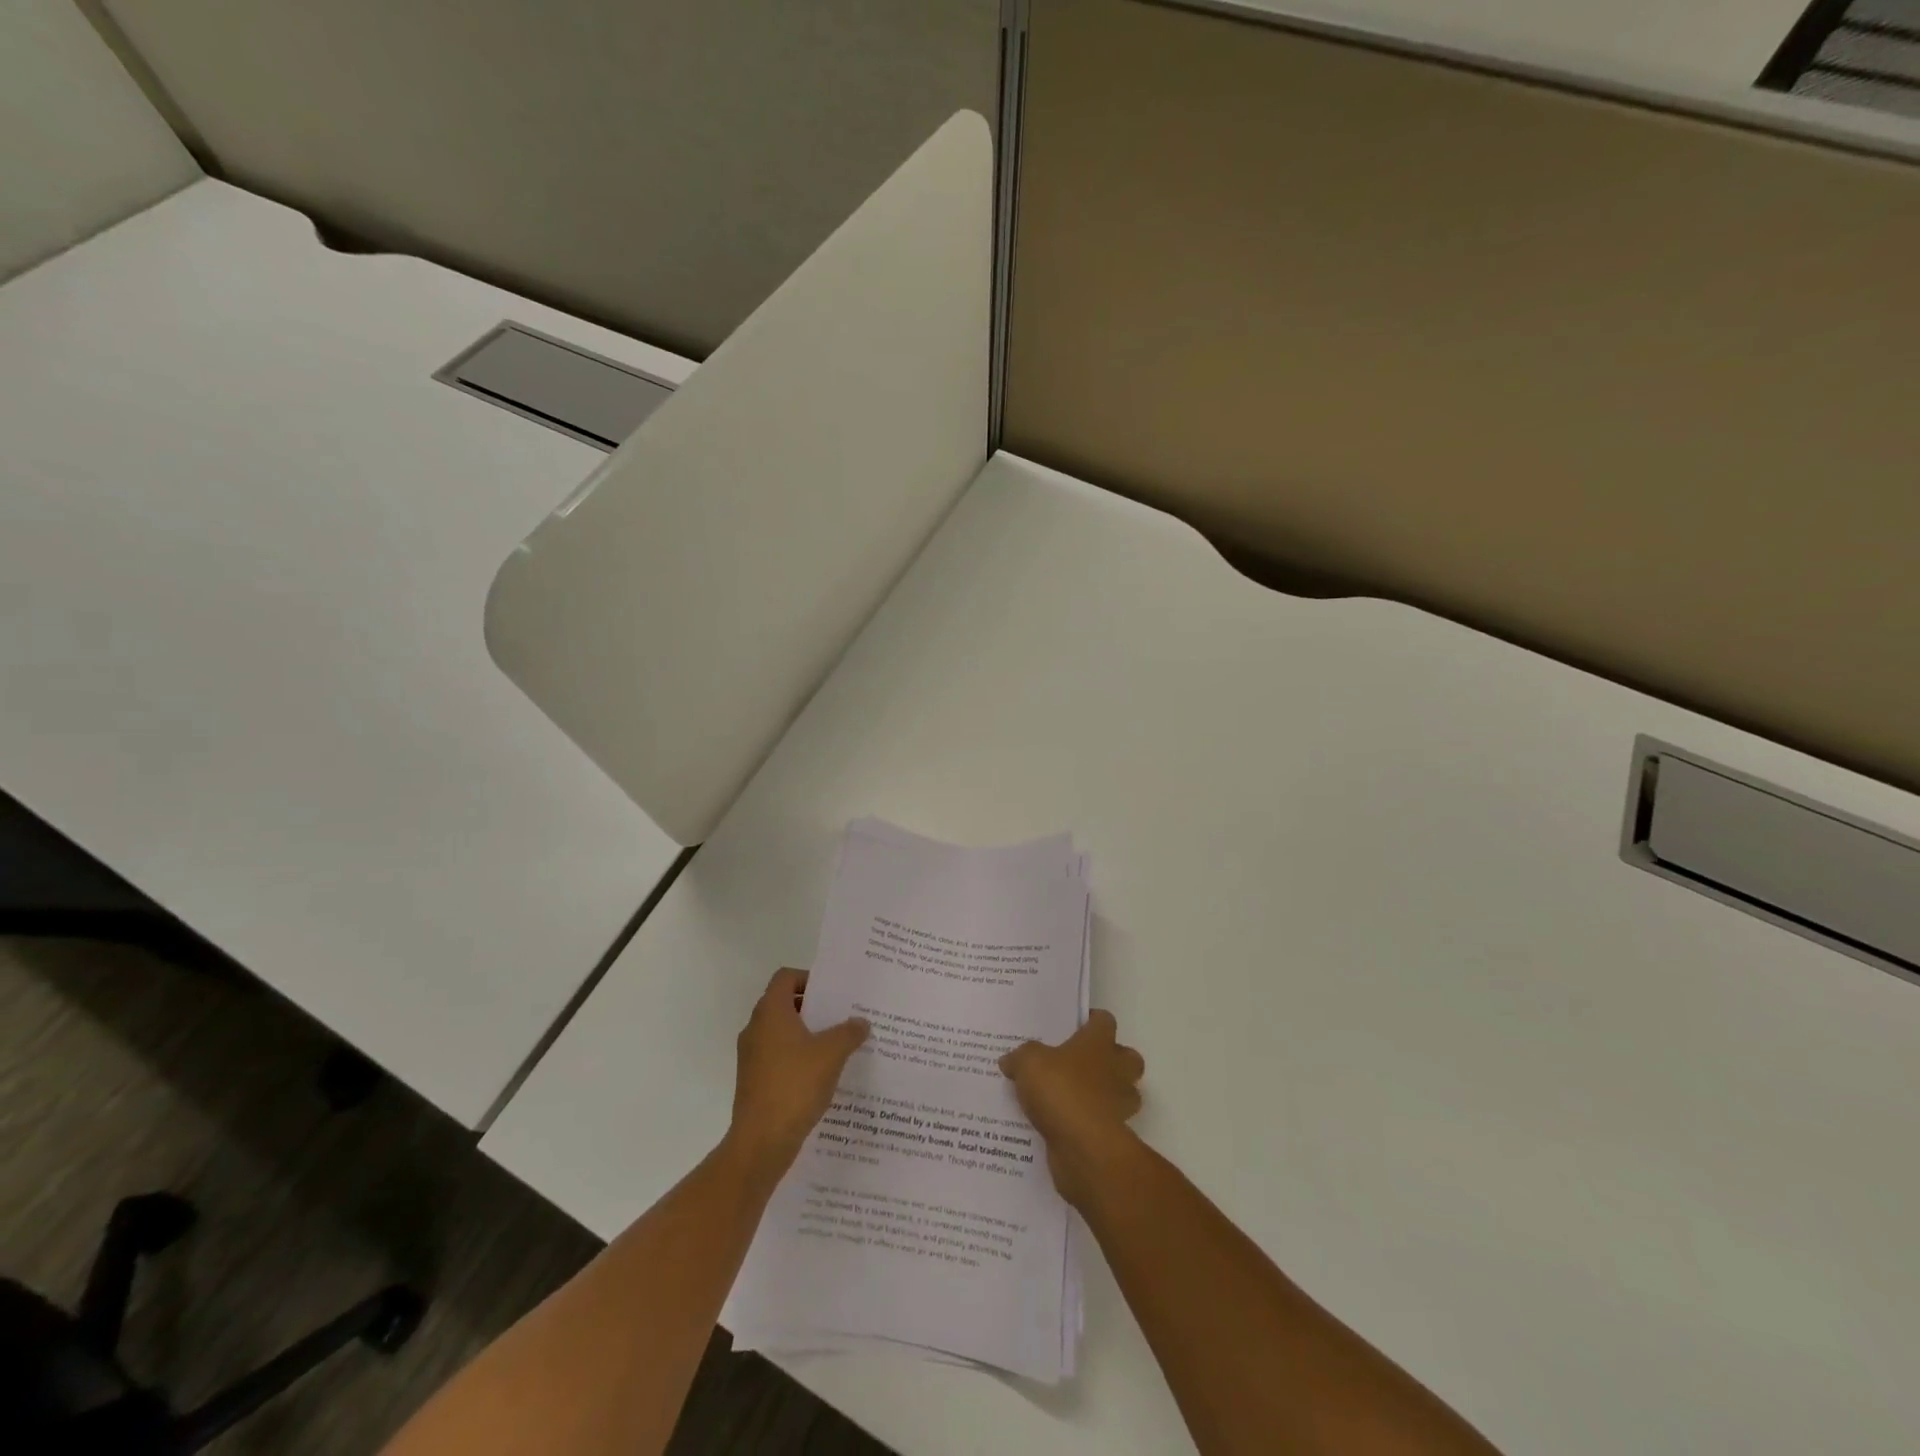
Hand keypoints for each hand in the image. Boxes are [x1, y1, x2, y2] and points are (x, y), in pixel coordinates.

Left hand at [726, 968, 869, 1184]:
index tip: (832, 992)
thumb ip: (849, 1032)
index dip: (808, 978)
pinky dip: (798, 1057)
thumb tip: (860, 1022)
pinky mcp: (754, 1081)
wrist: (761, 1141)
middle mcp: (756, 1028)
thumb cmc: (795, 1084)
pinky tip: (823, 1073)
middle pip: (784, 1004)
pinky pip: (778, 1057)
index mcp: (771, 1012)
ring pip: (782, 1033)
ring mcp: (752, 1056)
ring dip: (807, 1034)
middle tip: (842, 1015)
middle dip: (813, 1007)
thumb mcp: (831, 1053)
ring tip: (837, 1044)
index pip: (785, 977)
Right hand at [999, 1010, 1144, 1207]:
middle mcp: (1116, 1069)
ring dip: (1106, 1094)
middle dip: (1111, 1059)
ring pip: (1123, 1093)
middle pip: (1126, 1057)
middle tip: (1081, 1063)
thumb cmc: (1061, 1090)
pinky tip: (1066, 1126)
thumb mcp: (1028, 1063)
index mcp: (1099, 1043)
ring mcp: (1120, 1104)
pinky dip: (1092, 1123)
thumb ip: (1020, 1057)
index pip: (1105, 1021)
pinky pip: (1106, 1123)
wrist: (1084, 1147)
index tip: (1075, 1025)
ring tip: (1074, 1097)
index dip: (1092, 1020)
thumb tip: (1010, 1060)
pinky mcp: (1114, 1135)